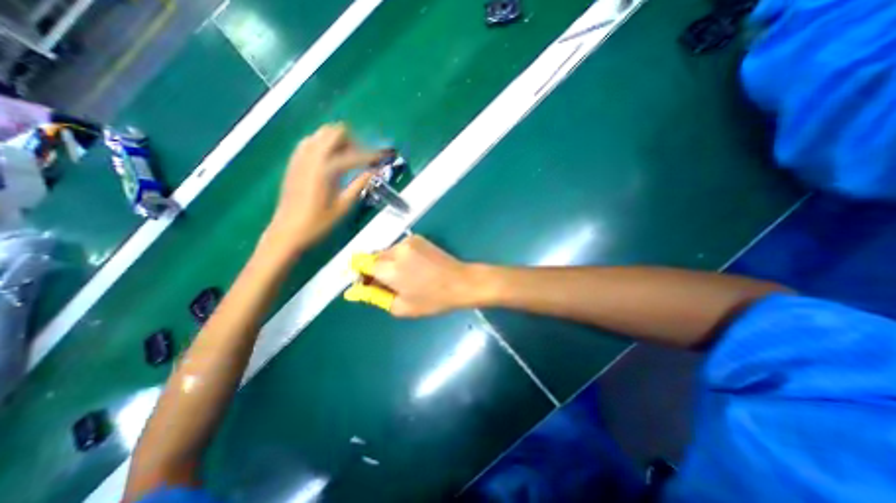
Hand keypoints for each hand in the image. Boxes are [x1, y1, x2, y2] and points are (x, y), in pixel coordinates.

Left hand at [263, 123, 378, 257]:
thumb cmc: (319, 223)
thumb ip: (359, 184)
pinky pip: (310, 142)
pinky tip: (330, 160)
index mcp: (326, 169)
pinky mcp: (293, 162)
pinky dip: (323, 144)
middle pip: (335, 132)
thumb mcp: (343, 206)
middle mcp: (312, 157)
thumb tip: (374, 171)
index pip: (354, 154)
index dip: (372, 155)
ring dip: (338, 140)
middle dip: (353, 140)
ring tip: (348, 158)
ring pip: (321, 134)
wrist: (287, 231)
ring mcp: (300, 157)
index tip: (384, 156)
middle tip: (363, 156)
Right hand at [344, 235, 483, 315]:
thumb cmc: (433, 299)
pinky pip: (400, 248)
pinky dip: (401, 257)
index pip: (360, 263)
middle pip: (373, 257)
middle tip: (389, 285)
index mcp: (390, 268)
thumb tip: (353, 291)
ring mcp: (408, 241)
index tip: (368, 284)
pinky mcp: (418, 238)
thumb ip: (374, 296)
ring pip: (387, 252)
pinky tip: (415, 268)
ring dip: (389, 264)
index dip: (360, 274)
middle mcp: (396, 249)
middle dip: (375, 270)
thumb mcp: (401, 306)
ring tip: (405, 277)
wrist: (461, 281)